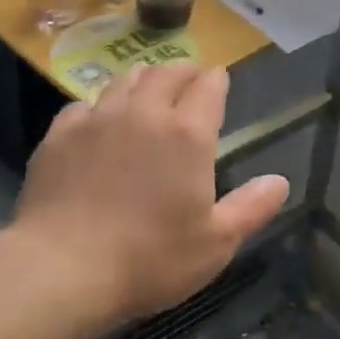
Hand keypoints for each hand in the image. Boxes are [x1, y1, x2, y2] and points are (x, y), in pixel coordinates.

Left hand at [10, 64, 289, 328]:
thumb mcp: (215, 244)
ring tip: (147, 87)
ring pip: (124, 80)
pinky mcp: (59, 134)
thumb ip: (251, 208)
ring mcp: (97, 119)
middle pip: (166, 73)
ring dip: (143, 79)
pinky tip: (97, 120)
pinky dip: (99, 105)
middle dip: (183, 70)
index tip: (219, 80)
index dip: (217, 80)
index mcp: (187, 134)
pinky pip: (84, 105)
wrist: (62, 268)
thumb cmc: (150, 260)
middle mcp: (143, 113)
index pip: (208, 87)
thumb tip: (280, 181)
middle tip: (189, 78)